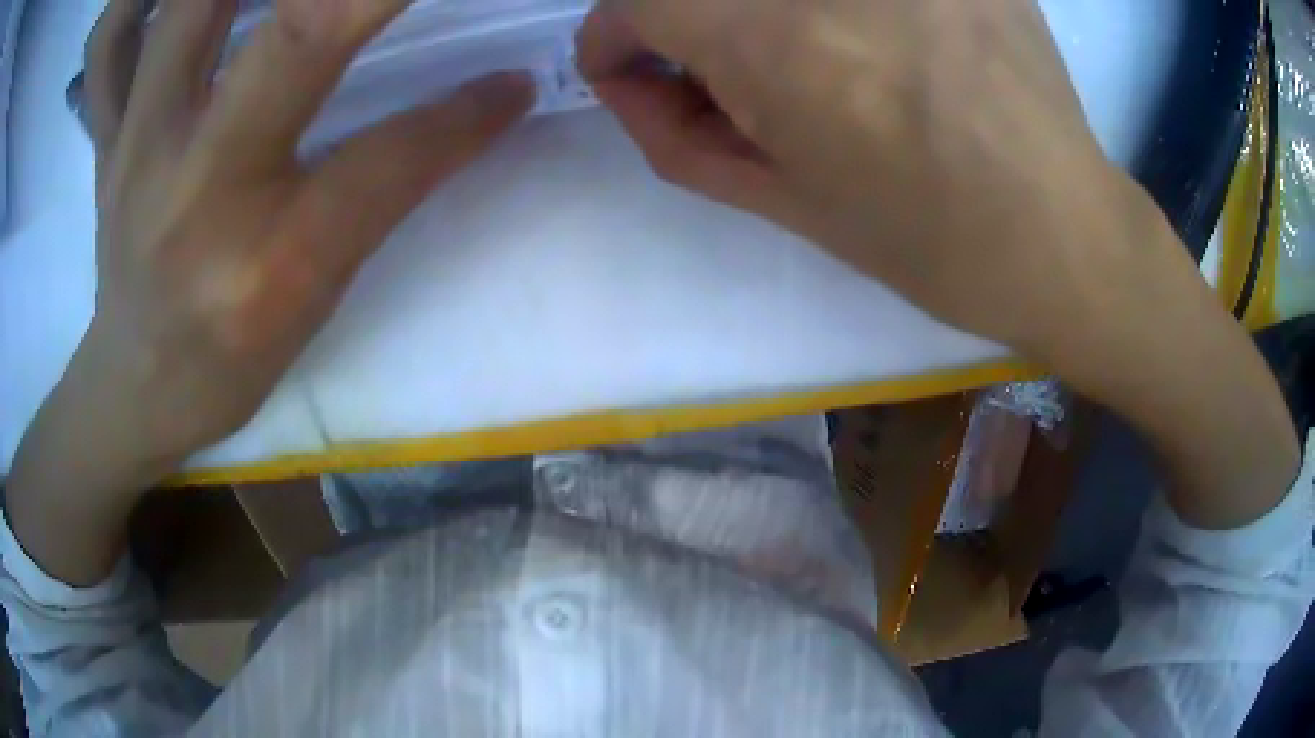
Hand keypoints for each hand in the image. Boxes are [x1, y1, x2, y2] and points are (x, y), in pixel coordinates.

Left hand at [6, 0, 531, 583]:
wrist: (135, 387)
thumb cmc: (225, 360)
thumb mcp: (316, 296)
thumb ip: (392, 186)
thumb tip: (486, 103)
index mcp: (263, 259)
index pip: (387, 160)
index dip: (463, 114)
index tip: (512, 82)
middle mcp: (194, 185)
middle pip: (293, 33)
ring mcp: (137, 142)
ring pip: (183, 7)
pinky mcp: (108, 130)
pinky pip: (105, 43)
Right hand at [576, 0, 1160, 354]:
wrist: (1062, 236)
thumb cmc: (929, 242)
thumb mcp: (784, 203)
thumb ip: (678, 136)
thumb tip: (633, 82)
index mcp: (775, 40)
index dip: (616, 34)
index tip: (633, 68)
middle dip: (686, 21)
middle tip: (719, 71)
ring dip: (761, 14)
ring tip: (806, 62)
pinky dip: (834, 11)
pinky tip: (875, 39)